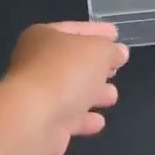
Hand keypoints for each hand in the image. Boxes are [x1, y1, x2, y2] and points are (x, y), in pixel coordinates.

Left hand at [0, 21, 128, 154]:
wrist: (35, 119)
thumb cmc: (66, 72)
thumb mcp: (99, 51)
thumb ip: (112, 50)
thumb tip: (119, 53)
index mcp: (44, 37)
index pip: (75, 29)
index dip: (97, 31)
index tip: (116, 34)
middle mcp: (36, 64)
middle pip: (72, 62)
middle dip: (96, 66)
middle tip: (116, 68)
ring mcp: (37, 96)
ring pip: (71, 91)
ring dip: (93, 94)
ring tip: (112, 96)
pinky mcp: (42, 124)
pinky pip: (68, 117)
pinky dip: (84, 119)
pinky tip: (99, 122)